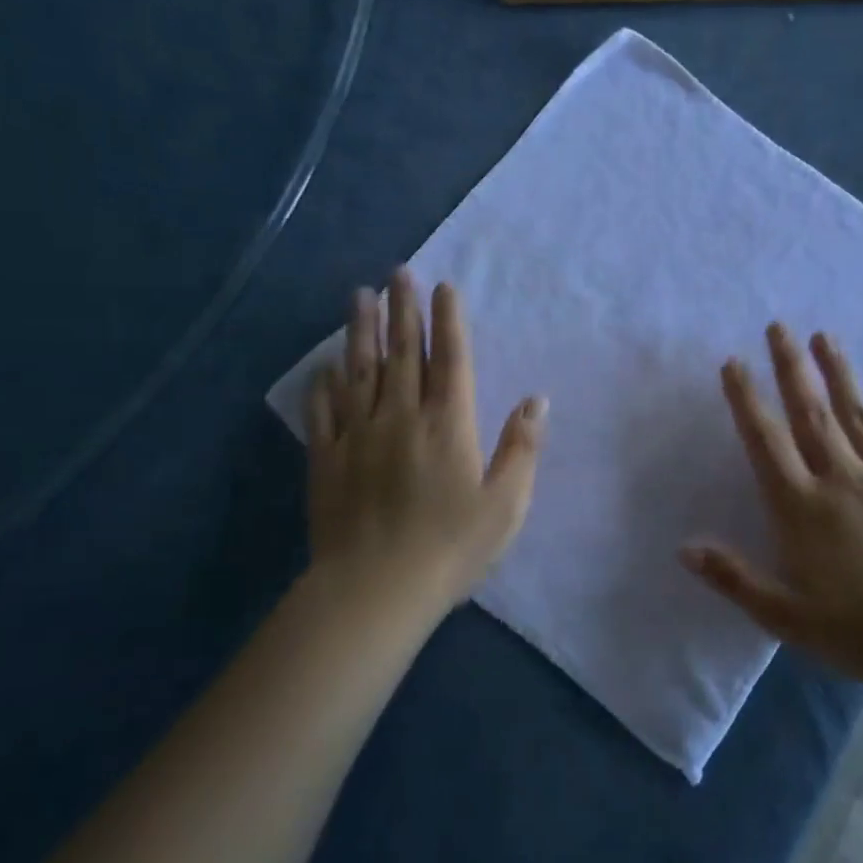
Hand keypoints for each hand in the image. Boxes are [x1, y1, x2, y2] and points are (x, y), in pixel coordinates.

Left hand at [303, 269, 545, 616]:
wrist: (375, 589)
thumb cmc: (451, 548)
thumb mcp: (506, 504)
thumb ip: (522, 448)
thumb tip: (537, 400)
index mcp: (449, 424)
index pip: (451, 359)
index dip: (447, 320)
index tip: (442, 288)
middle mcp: (402, 416)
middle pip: (402, 352)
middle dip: (402, 310)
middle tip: (397, 273)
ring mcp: (359, 435)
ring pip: (360, 370)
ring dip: (361, 330)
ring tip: (360, 296)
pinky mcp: (327, 459)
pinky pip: (325, 410)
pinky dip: (325, 383)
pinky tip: (325, 364)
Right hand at [682, 323, 862, 685]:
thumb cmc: (854, 629)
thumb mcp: (782, 614)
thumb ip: (732, 576)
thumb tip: (684, 547)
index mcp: (800, 505)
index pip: (765, 441)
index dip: (746, 399)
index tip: (733, 362)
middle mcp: (840, 478)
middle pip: (811, 413)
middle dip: (791, 367)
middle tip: (779, 327)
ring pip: (858, 414)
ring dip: (839, 373)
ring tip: (825, 336)